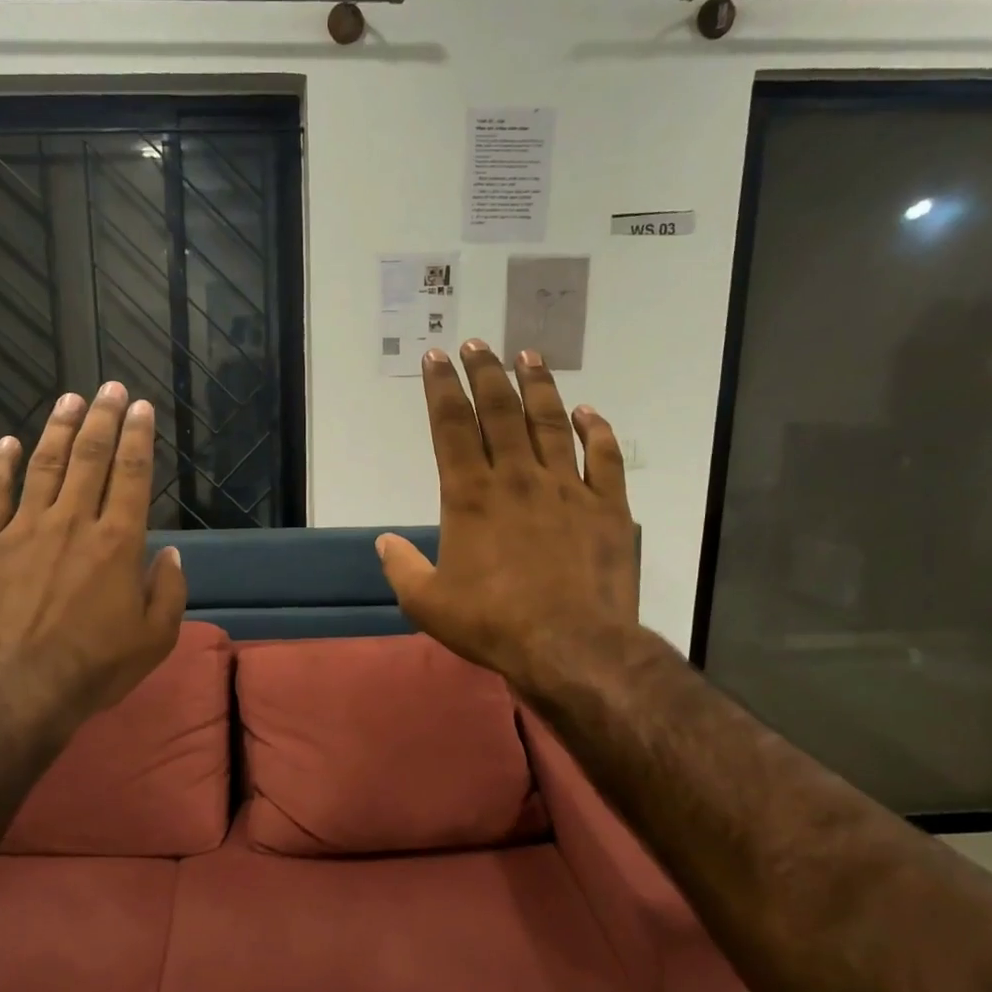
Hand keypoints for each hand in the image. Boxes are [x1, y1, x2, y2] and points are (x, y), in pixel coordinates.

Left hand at [0, 381, 186, 734]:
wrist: (16, 689)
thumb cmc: (94, 667)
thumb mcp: (154, 638)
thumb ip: (169, 591)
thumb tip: (171, 554)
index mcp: (118, 542)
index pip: (132, 474)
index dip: (139, 436)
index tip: (142, 407)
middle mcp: (74, 522)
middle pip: (91, 457)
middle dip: (104, 418)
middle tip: (110, 387)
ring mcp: (25, 529)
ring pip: (45, 466)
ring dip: (59, 430)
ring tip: (70, 400)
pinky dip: (0, 466)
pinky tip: (8, 443)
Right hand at [376, 342, 639, 700]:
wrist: (570, 646)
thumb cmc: (492, 624)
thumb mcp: (427, 603)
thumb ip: (402, 568)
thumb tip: (384, 542)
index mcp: (470, 496)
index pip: (451, 427)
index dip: (441, 388)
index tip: (436, 358)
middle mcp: (517, 479)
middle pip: (500, 412)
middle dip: (485, 372)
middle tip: (477, 344)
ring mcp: (567, 489)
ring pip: (550, 424)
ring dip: (538, 387)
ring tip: (528, 356)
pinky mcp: (607, 507)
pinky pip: (604, 458)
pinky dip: (597, 430)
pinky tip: (589, 411)